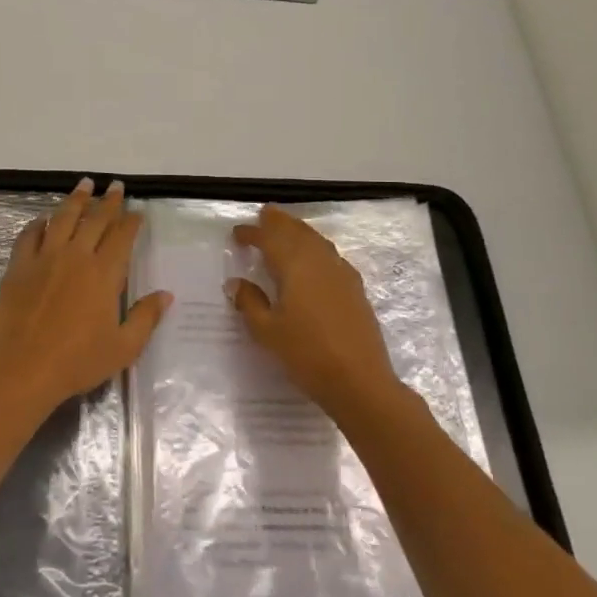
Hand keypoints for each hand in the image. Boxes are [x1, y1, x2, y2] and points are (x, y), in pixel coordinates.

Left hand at [0, 179, 169, 415]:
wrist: (22, 370)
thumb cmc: (77, 362)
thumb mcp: (123, 347)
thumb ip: (146, 317)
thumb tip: (166, 295)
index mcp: (104, 273)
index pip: (122, 236)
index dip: (131, 221)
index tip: (137, 211)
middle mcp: (76, 256)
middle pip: (94, 220)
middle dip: (108, 201)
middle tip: (115, 186)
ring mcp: (44, 258)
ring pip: (62, 218)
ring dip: (76, 199)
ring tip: (84, 185)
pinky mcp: (18, 267)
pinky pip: (29, 235)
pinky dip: (38, 223)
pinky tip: (42, 219)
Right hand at [226, 205, 404, 421]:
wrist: (360, 381)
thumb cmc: (307, 355)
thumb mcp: (268, 332)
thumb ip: (250, 303)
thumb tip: (236, 283)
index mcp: (295, 267)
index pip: (270, 239)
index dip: (253, 233)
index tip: (238, 233)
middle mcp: (319, 262)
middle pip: (297, 232)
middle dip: (280, 222)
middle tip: (265, 214)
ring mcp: (342, 274)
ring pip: (317, 241)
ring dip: (299, 232)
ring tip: (287, 230)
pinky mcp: (355, 289)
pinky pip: (331, 255)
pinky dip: (316, 248)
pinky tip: (315, 260)